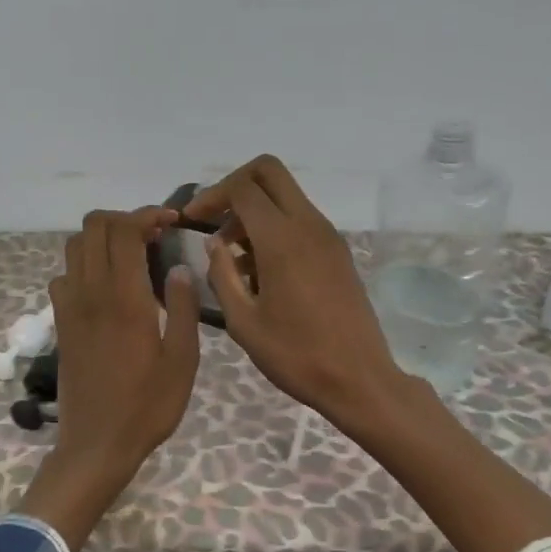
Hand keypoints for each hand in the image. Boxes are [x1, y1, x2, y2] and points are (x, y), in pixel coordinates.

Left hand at [19, 207, 201, 548]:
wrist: (97, 444)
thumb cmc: (148, 406)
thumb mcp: (182, 361)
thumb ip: (182, 308)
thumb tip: (180, 268)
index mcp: (125, 298)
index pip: (124, 229)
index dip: (147, 214)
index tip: (172, 222)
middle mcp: (91, 293)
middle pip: (93, 227)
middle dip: (124, 220)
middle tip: (153, 237)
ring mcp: (70, 308)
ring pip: (74, 247)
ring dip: (102, 240)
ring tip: (132, 258)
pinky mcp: (61, 324)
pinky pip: (65, 276)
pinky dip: (85, 266)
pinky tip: (107, 289)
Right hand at [184, 155, 407, 428]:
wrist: (359, 379)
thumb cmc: (295, 355)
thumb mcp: (244, 322)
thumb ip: (222, 275)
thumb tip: (214, 243)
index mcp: (282, 239)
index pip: (242, 188)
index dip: (210, 196)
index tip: (191, 221)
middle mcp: (309, 225)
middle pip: (269, 172)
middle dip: (235, 186)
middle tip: (214, 221)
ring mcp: (328, 237)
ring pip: (286, 196)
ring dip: (255, 211)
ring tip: (232, 257)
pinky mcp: (338, 253)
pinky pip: (301, 221)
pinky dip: (275, 228)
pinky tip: (260, 271)